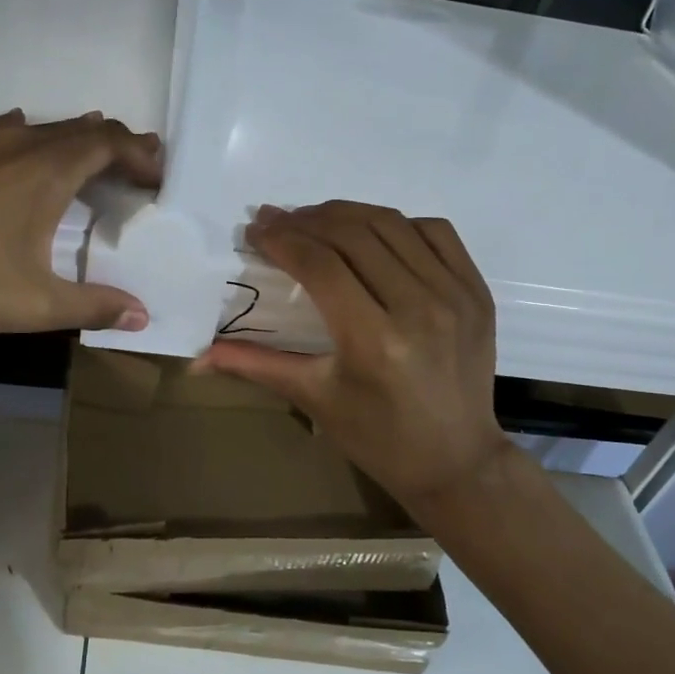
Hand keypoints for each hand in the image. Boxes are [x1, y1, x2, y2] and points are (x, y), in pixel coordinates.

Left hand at [0, 110, 161, 339]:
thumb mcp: (31, 305)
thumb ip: (92, 307)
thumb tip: (141, 315)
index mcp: (45, 170)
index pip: (110, 141)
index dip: (140, 152)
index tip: (156, 175)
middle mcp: (12, 140)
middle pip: (75, 127)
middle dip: (110, 144)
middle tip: (128, 169)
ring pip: (31, 127)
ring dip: (61, 142)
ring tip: (73, 165)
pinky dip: (15, 144)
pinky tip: (2, 168)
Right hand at [198, 202, 509, 510]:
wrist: (457, 460)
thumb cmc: (377, 437)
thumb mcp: (314, 399)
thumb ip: (255, 365)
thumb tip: (197, 358)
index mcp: (374, 341)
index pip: (320, 265)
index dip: (282, 239)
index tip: (255, 230)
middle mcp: (420, 308)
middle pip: (353, 235)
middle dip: (306, 220)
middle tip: (275, 219)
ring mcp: (455, 295)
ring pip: (392, 224)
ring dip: (345, 213)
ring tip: (313, 218)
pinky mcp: (477, 291)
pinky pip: (434, 232)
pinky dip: (397, 222)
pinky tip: (370, 231)